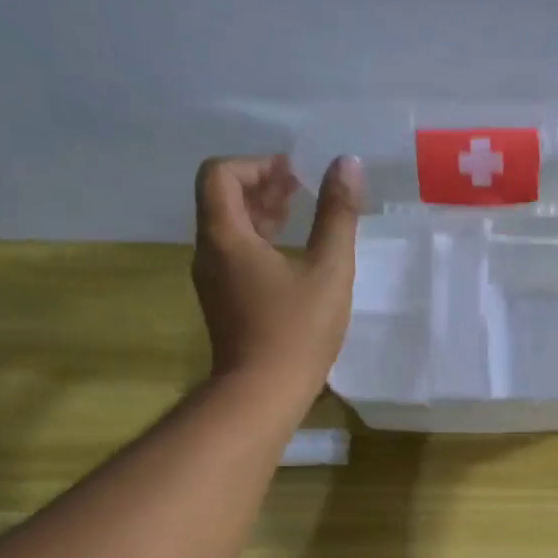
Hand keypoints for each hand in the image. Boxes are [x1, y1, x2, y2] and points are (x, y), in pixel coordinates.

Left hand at [192, 153, 361, 393]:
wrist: (262, 394)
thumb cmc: (297, 331)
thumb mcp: (329, 270)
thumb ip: (337, 215)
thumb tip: (348, 164)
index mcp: (225, 236)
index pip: (220, 174)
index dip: (258, 165)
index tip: (296, 175)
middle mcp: (208, 252)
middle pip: (222, 199)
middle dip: (262, 186)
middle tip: (303, 188)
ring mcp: (212, 280)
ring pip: (228, 228)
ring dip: (261, 214)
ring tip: (300, 216)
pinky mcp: (222, 302)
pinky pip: (233, 255)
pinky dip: (258, 242)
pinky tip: (292, 257)